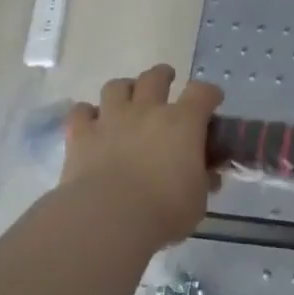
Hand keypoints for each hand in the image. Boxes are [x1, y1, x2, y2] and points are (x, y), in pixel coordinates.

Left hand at [61, 65, 222, 250]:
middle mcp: (147, 111)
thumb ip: (202, 182)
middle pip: (155, 77)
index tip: (213, 100)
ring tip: (127, 99)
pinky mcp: (82, 135)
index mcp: (183, 123)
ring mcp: (111, 119)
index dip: (210, 94)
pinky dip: (87, 114)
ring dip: (124, 89)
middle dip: (163, 76)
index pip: (202, 93)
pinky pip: (80, 112)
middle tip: (166, 81)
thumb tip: (208, 177)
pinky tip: (91, 123)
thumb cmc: (163, 211)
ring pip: (116, 86)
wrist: (109, 218)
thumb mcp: (197, 201)